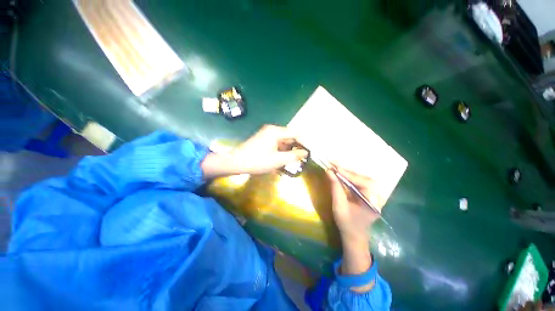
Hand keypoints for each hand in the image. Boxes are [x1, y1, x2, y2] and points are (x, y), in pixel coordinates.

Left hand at [202, 125, 307, 176]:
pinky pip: (276, 144)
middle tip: (301, 158)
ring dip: (288, 150)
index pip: (295, 134)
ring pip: (283, 141)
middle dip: (296, 147)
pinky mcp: (263, 140)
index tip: (308, 152)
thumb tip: (305, 153)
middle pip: (289, 137)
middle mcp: (272, 130)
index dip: (303, 142)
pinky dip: (281, 151)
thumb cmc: (257, 161)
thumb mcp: (277, 160)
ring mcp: (266, 134)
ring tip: (293, 161)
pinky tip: (283, 160)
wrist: (235, 162)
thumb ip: (293, 156)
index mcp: (275, 131)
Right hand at [327, 166, 383, 241]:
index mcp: (373, 202)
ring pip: (362, 179)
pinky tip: (342, 174)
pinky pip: (361, 182)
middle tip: (334, 165)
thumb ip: (335, 187)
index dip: (349, 174)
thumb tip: (329, 171)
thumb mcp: (339, 206)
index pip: (363, 182)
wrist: (354, 236)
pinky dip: (350, 177)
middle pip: (364, 178)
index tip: (335, 167)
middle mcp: (377, 197)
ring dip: (349, 173)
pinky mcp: (369, 194)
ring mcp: (375, 195)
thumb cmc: (347, 223)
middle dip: (349, 171)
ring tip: (336, 167)